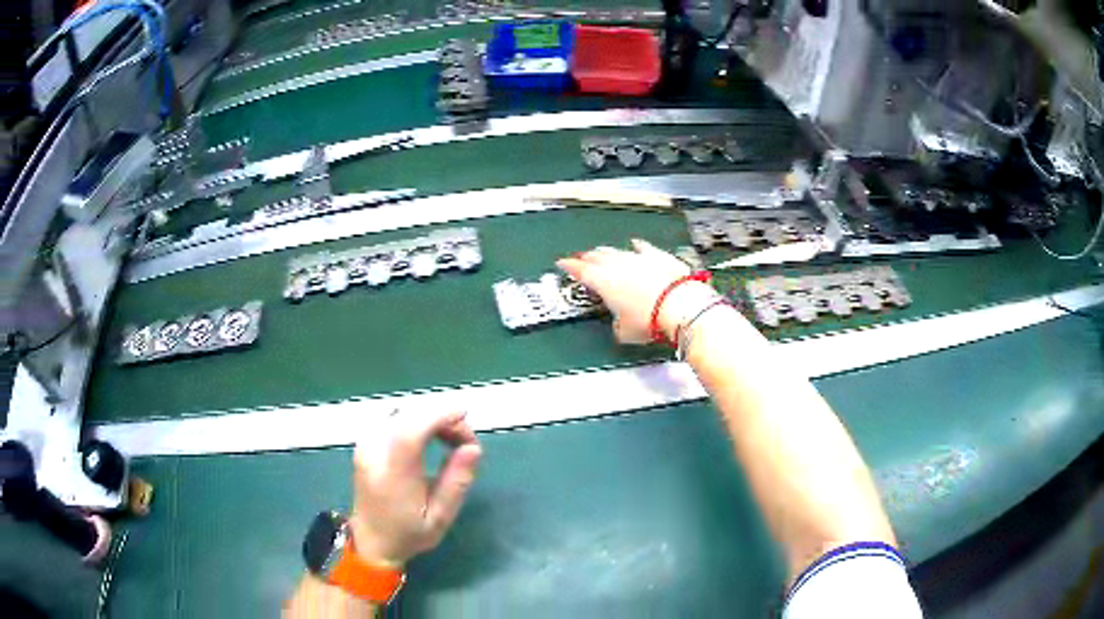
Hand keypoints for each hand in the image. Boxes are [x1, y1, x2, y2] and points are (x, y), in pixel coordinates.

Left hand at [349, 410, 481, 567]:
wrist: (372, 540)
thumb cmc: (409, 533)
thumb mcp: (441, 518)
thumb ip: (457, 482)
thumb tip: (473, 448)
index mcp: (392, 475)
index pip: (411, 431)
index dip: (438, 416)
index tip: (465, 415)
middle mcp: (374, 453)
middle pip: (409, 416)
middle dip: (441, 417)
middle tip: (464, 441)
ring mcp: (366, 444)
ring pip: (402, 412)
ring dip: (429, 418)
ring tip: (450, 440)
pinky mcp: (365, 442)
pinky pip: (393, 418)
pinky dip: (416, 420)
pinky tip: (430, 436)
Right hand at [557, 240, 716, 343]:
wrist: (681, 305)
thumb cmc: (650, 320)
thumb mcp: (625, 332)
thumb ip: (618, 325)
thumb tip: (620, 325)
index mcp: (603, 281)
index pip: (580, 270)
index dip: (569, 266)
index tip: (562, 263)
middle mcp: (618, 265)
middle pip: (597, 257)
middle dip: (587, 258)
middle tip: (580, 258)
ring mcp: (639, 258)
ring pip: (617, 251)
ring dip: (607, 252)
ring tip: (600, 251)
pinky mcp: (659, 257)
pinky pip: (643, 249)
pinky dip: (637, 247)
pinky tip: (636, 244)